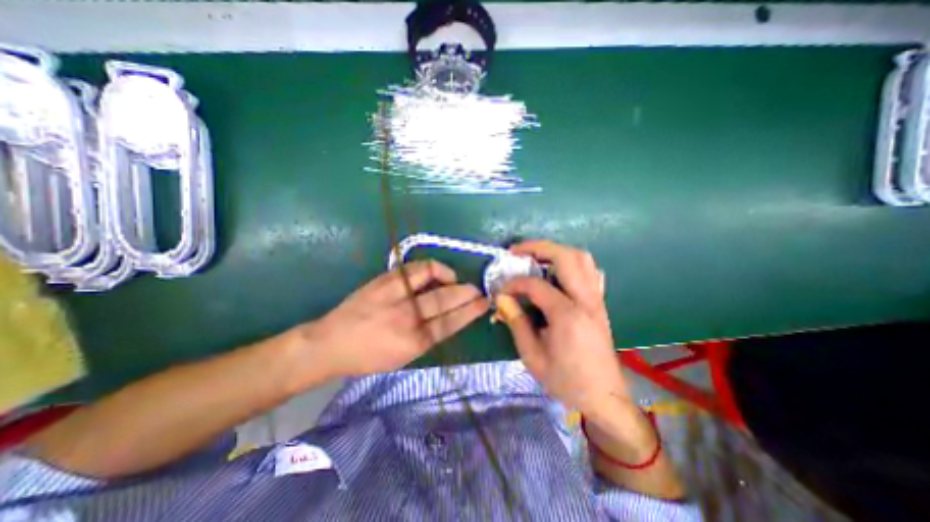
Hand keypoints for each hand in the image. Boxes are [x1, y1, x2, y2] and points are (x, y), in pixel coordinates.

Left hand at [299, 260, 488, 379]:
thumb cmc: (369, 356)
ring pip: (431, 277)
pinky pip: (415, 268)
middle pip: (445, 299)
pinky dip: (431, 268)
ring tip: (454, 279)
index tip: (483, 303)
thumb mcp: (404, 357)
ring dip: (449, 276)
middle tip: (476, 290)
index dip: (470, 311)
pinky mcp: (384, 280)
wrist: (330, 342)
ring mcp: (393, 294)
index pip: (451, 322)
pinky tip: (435, 274)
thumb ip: (429, 337)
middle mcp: (405, 316)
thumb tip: (451, 317)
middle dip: (466, 292)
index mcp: (413, 342)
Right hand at [493, 240, 632, 419]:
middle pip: (566, 256)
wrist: (604, 397)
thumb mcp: (533, 357)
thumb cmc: (566, 381)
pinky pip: (590, 271)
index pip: (536, 284)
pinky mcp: (600, 302)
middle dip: (538, 247)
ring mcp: (597, 299)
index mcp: (567, 315)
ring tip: (535, 257)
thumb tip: (502, 298)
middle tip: (516, 251)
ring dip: (556, 251)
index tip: (501, 291)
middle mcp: (586, 300)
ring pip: (582, 258)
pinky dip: (572, 263)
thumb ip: (516, 322)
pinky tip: (558, 272)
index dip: (514, 283)